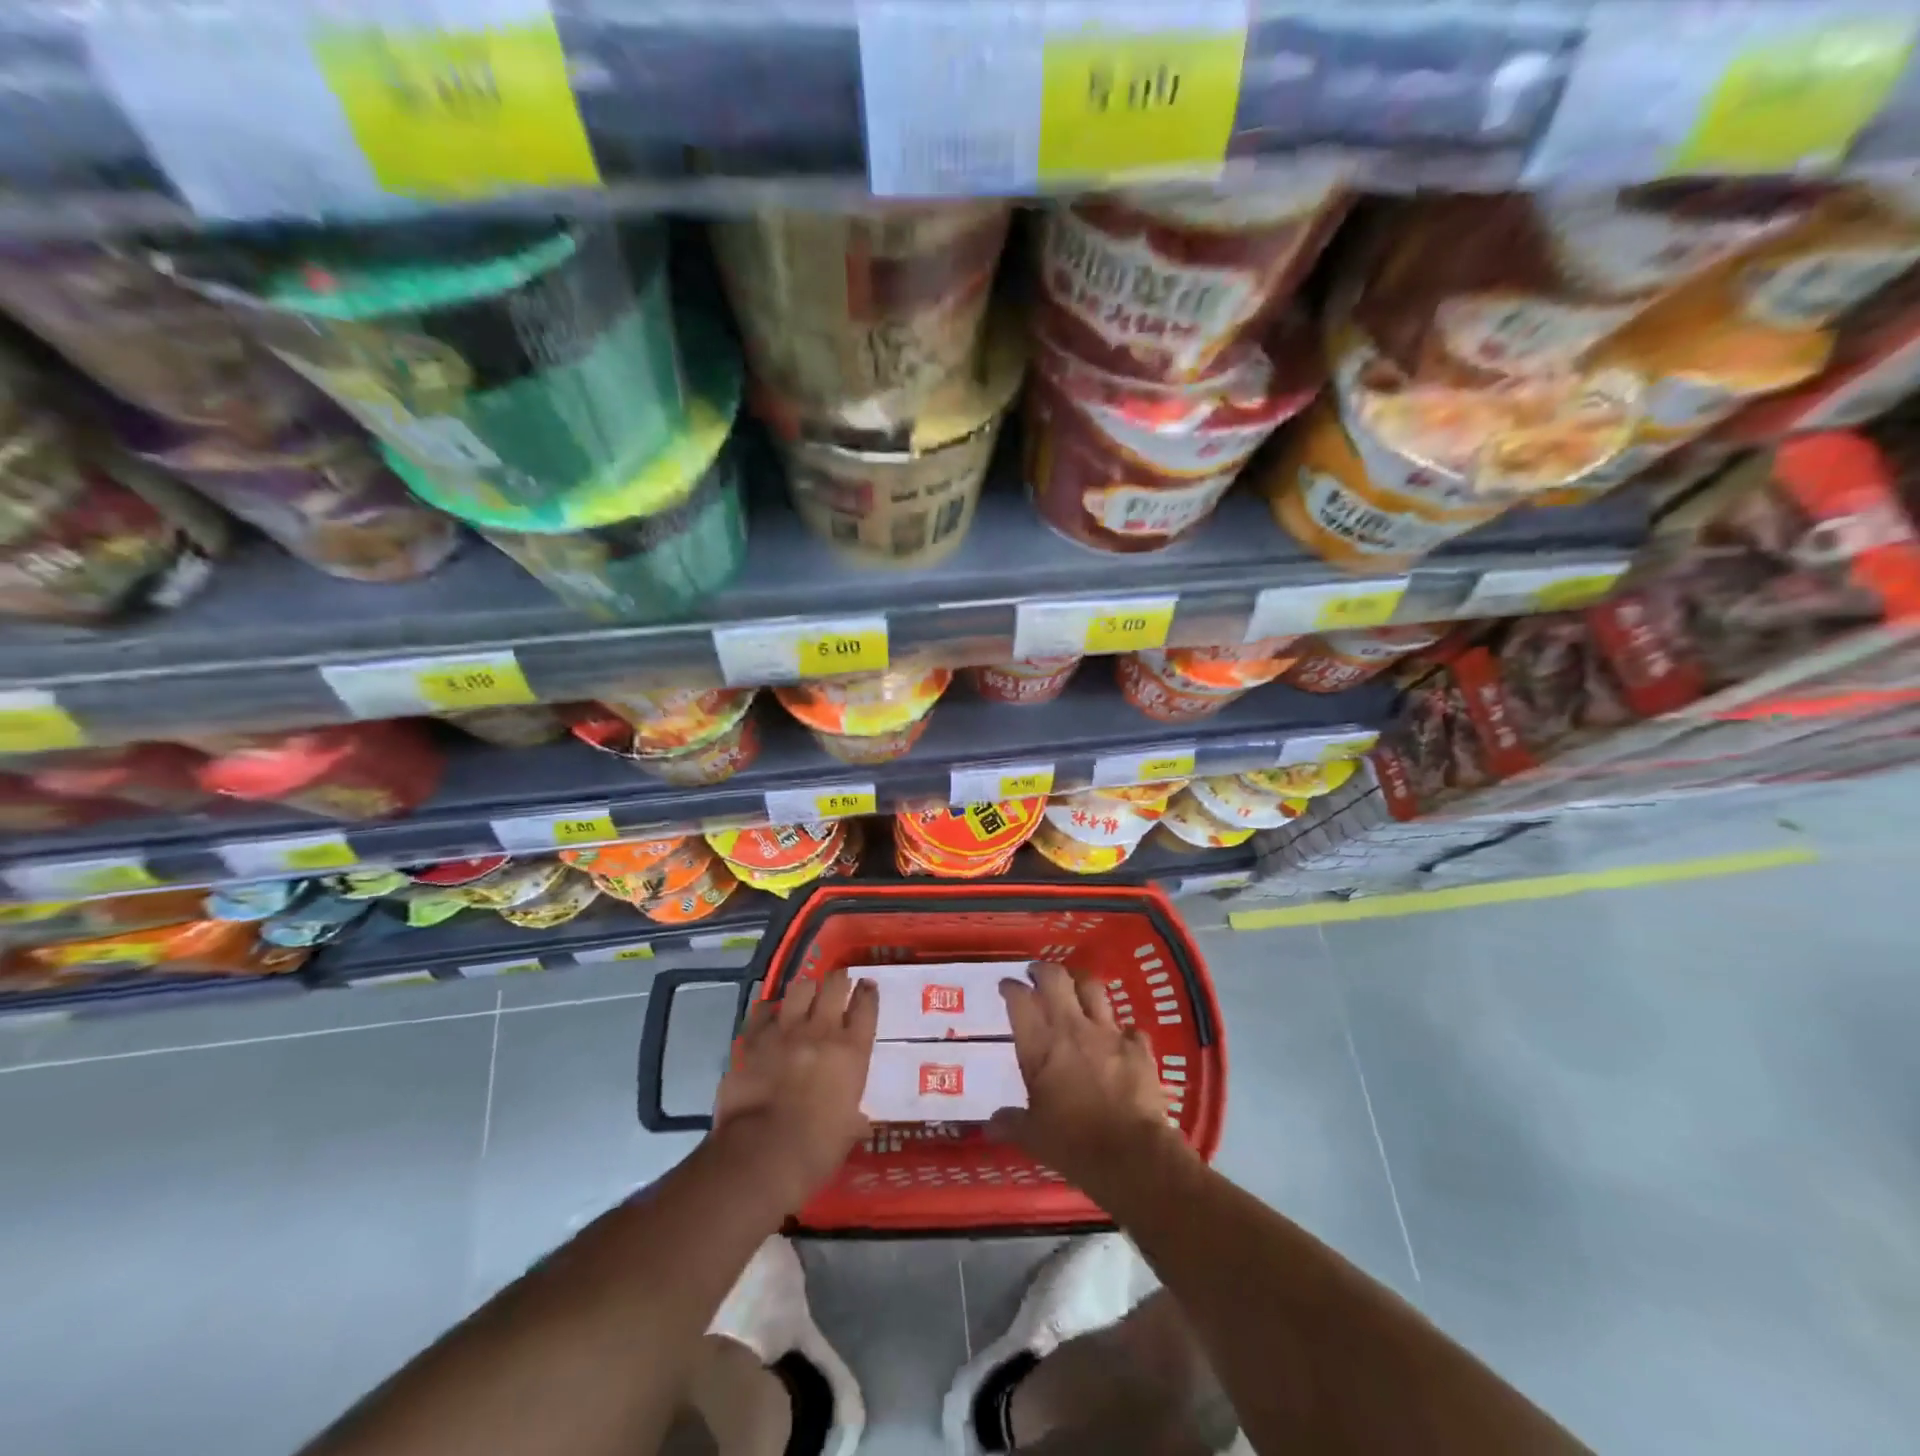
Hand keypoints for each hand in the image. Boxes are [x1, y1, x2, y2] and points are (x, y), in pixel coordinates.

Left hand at [711, 968, 877, 1213]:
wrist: (761, 1154)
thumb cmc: (815, 1150)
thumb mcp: (849, 1131)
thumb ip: (853, 1115)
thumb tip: (856, 1120)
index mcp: (852, 1051)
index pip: (866, 1007)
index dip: (867, 993)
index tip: (866, 986)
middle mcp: (821, 1031)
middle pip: (834, 985)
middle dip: (837, 980)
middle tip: (837, 983)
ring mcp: (785, 1031)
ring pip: (799, 988)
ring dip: (805, 989)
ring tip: (805, 995)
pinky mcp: (752, 1040)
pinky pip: (762, 1012)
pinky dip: (769, 1011)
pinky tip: (770, 1017)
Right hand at [992, 962, 1192, 1192]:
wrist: (1131, 1154)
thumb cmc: (1073, 1144)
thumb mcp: (1033, 1137)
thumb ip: (1011, 1123)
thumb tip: (990, 1124)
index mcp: (1040, 1045)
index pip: (1020, 1000)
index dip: (1010, 988)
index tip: (1006, 986)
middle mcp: (1072, 1028)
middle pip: (1056, 979)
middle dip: (1043, 970)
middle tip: (1037, 973)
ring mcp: (1109, 1033)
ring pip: (1093, 988)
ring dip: (1081, 984)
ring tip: (1076, 986)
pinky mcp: (1138, 1047)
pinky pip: (1129, 1028)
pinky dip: (1123, 1031)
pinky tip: (1121, 1039)